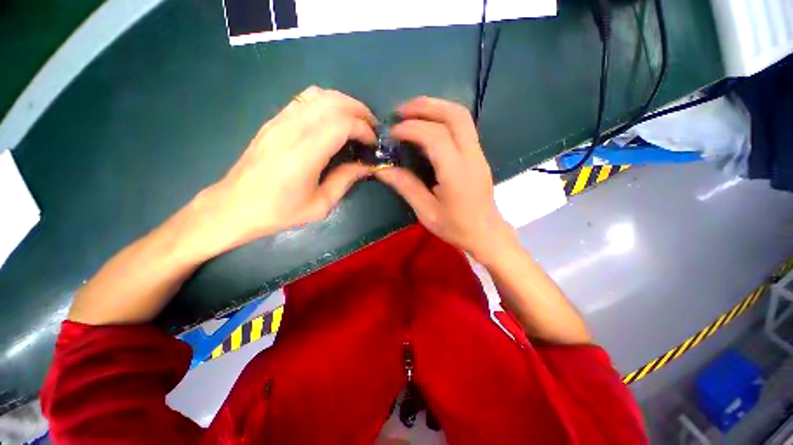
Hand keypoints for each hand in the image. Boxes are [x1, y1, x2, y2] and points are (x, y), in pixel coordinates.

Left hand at [197, 86, 376, 251]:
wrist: (235, 206)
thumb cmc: (280, 211)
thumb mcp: (321, 204)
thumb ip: (345, 180)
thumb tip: (366, 166)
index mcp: (305, 154)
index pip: (342, 124)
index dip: (364, 129)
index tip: (373, 143)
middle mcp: (292, 130)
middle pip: (333, 102)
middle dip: (359, 111)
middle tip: (372, 127)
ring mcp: (280, 121)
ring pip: (318, 94)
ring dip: (344, 103)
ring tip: (356, 120)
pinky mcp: (273, 121)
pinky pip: (303, 99)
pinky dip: (326, 102)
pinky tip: (332, 119)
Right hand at [374, 97, 515, 263]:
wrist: (486, 233)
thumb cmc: (456, 227)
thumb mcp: (426, 212)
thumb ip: (406, 187)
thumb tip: (382, 169)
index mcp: (457, 173)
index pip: (435, 137)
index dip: (411, 129)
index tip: (392, 132)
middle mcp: (471, 157)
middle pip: (454, 115)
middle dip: (425, 106)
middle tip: (401, 111)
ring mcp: (478, 154)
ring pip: (462, 116)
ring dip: (436, 107)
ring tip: (412, 112)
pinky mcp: (478, 155)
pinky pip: (463, 127)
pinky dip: (444, 118)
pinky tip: (428, 125)